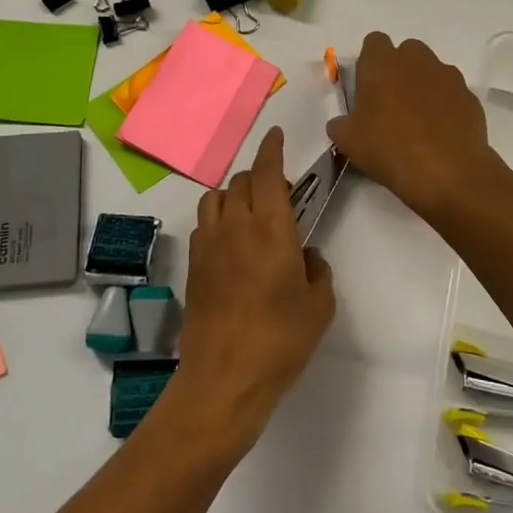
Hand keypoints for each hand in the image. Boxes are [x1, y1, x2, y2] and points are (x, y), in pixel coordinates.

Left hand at [170, 128, 334, 449]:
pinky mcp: (193, 266)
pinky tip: (230, 243)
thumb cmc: (281, 340)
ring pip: (216, 198)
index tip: (276, 135)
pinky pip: (204, 225)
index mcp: (270, 227)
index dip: (272, 148)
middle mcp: (235, 226)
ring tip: (250, 213)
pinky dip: (218, 220)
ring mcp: (208, 245)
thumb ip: (317, 270)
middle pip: (242, 180)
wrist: (224, 378)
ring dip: (235, 195)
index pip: (267, 172)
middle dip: (260, 175)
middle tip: (278, 192)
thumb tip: (306, 256)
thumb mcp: (320, 306)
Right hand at [326, 33, 504, 220]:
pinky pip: (452, 93)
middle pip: (406, 51)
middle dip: (399, 70)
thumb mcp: (349, 142)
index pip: (374, 42)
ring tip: (419, 122)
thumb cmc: (389, 148)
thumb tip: (342, 124)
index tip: (368, 88)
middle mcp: (416, 60)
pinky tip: (441, 133)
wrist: (448, 172)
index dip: (370, 62)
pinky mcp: (470, 96)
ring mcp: (447, 76)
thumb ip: (341, 125)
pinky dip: (446, 105)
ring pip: (432, 70)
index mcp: (381, 63)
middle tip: (391, 104)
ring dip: (424, 86)